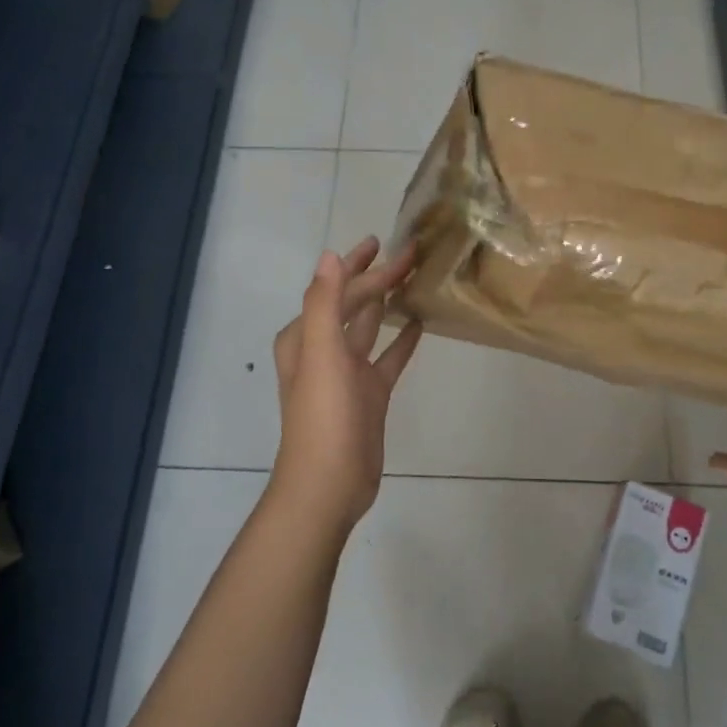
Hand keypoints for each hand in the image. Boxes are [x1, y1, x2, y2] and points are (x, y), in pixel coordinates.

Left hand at [268, 237, 423, 536]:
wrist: (329, 485)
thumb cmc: (323, 417)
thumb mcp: (321, 354)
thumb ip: (324, 303)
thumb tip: (330, 255)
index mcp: (305, 337)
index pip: (336, 290)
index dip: (359, 265)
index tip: (385, 242)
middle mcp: (323, 350)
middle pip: (354, 304)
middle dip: (378, 278)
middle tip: (410, 253)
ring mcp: (348, 373)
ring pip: (371, 327)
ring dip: (388, 303)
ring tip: (414, 279)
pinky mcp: (369, 394)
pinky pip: (388, 358)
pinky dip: (402, 341)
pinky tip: (420, 324)